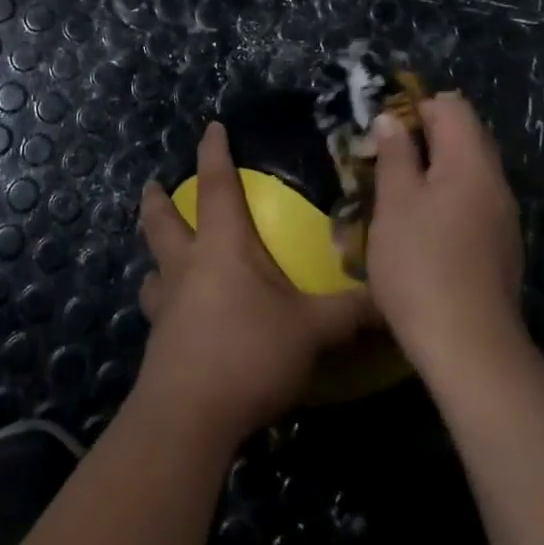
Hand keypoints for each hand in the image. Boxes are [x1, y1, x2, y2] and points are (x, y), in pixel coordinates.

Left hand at [135, 123, 372, 443]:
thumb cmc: (249, 353)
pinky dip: (164, 302)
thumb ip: (350, 312)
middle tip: (153, 186)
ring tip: (160, 259)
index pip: (216, 185)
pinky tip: (176, 318)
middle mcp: (186, 266)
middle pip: (162, 222)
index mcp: (222, 246)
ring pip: (152, 269)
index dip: (214, 153)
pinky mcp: (160, 343)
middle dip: (157, 201)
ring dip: (155, 257)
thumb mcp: (311, 330)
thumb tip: (391, 298)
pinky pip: (158, 310)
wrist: (189, 417)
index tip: (211, 127)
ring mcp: (166, 306)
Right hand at [366, 92, 525, 376]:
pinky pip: (472, 203)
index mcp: (471, 162)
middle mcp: (495, 181)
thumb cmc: (421, 264)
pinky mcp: (499, 247)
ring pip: (466, 173)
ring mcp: (502, 217)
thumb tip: (392, 120)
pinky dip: (445, 200)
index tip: (382, 129)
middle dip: (422, 139)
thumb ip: (395, 154)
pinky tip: (419, 229)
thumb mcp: (394, 203)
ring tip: (394, 195)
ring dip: (431, 172)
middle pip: (464, 137)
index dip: (415, 107)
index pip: (452, 107)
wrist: (468, 345)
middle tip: (383, 160)